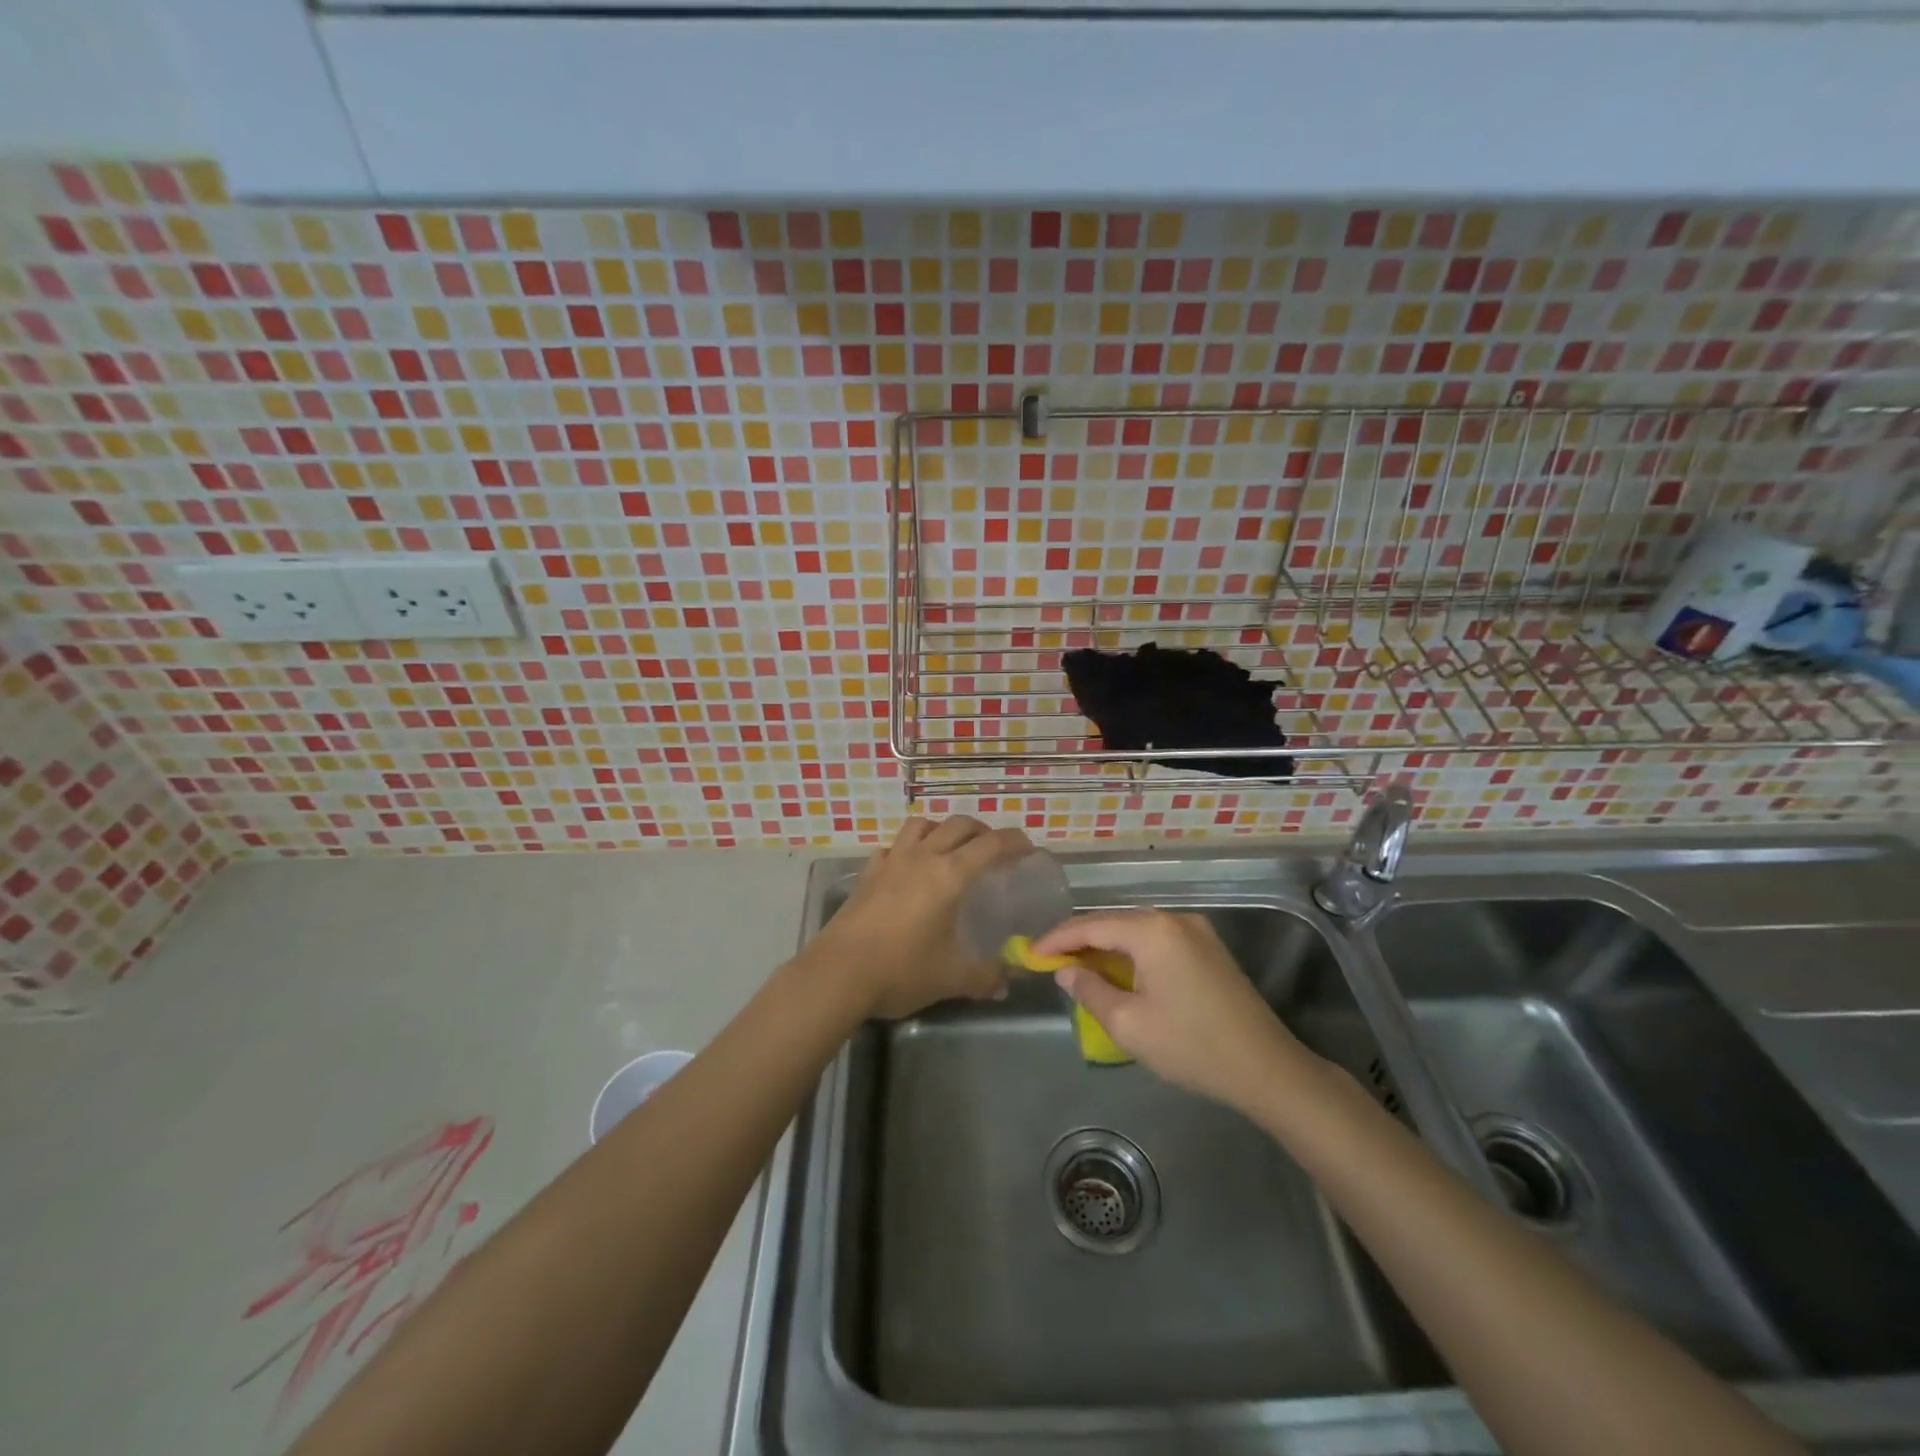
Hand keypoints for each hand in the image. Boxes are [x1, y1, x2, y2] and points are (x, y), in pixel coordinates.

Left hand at [809, 816, 1032, 1019]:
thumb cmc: (901, 970)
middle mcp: (922, 857)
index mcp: (949, 875)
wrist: (838, 974)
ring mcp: (891, 862)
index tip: (1028, 849)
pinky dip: (907, 848)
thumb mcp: (951, 978)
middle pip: (958, 825)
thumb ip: (984, 977)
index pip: (991, 844)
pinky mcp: (867, 874)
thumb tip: (1005, 983)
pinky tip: (908, 867)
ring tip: (950, 849)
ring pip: (922, 825)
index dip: (1014, 841)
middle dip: (982, 831)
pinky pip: (892, 847)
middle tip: (994, 850)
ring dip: (942, 829)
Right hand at [1033, 910, 1319, 1111]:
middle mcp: (1174, 919)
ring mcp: (1196, 931)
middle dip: (1080, 941)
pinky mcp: (1208, 949)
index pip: (1091, 925)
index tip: (1030, 954)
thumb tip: (1066, 971)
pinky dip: (1131, 953)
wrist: (1267, 1068)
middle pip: (1114, 922)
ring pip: (1136, 931)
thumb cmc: (1191, 1045)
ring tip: (1077, 967)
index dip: (1057, 939)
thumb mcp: (1128, 1024)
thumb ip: (1090, 991)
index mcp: (1152, 930)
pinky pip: (1157, 941)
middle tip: (1050, 962)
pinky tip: (1117, 971)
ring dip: (1106, 947)